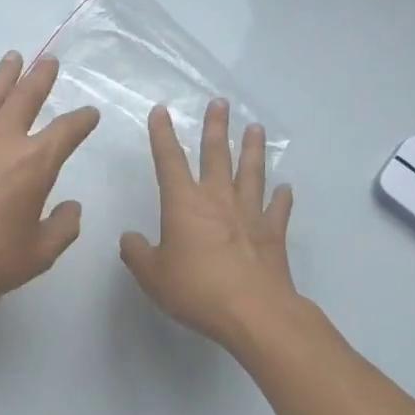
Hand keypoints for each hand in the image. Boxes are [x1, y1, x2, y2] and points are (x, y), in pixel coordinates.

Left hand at [0, 52, 98, 321]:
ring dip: (4, 74)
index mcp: (35, 163)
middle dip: (42, 77)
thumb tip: (72, 207)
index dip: (82, 120)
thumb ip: (62, 229)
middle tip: (50, 61)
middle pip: (27, 96)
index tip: (90, 114)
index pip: (67, 131)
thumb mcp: (36, 256)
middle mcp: (2, 138)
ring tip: (13, 57)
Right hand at [119, 100, 304, 351]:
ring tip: (255, 128)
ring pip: (251, 173)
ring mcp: (249, 214)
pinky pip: (278, 209)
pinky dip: (282, 197)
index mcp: (183, 204)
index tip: (161, 111)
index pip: (169, 160)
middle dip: (216, 128)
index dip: (163, 134)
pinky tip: (285, 188)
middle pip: (216, 155)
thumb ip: (137, 253)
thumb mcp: (152, 275)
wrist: (253, 311)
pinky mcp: (273, 234)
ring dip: (252, 149)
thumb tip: (129, 239)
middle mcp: (217, 199)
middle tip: (220, 103)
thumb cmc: (195, 289)